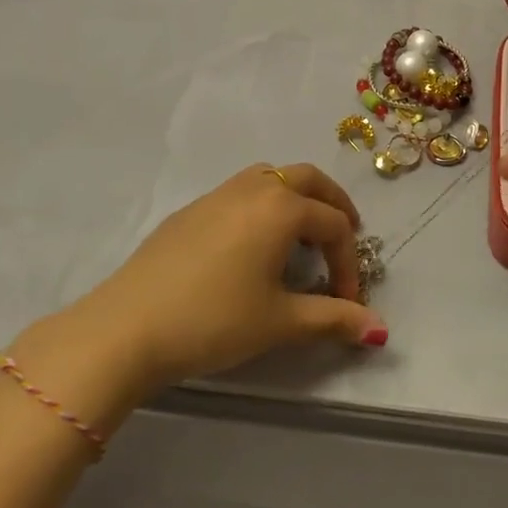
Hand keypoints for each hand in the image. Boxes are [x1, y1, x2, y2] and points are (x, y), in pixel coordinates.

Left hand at [19, 164, 387, 414]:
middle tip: (345, 235)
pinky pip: (241, 192)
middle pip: (308, 180)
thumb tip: (379, 329)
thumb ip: (333, 319)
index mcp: (283, 208)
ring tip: (301, 234)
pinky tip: (251, 245)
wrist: (128, 326)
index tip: (348, 303)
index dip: (349, 264)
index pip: (334, 226)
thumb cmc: (214, 321)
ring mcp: (218, 194)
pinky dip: (263, 206)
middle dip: (333, 205)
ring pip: (272, 178)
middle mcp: (255, 188)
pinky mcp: (191, 209)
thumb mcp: (280, 322)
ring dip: (296, 198)